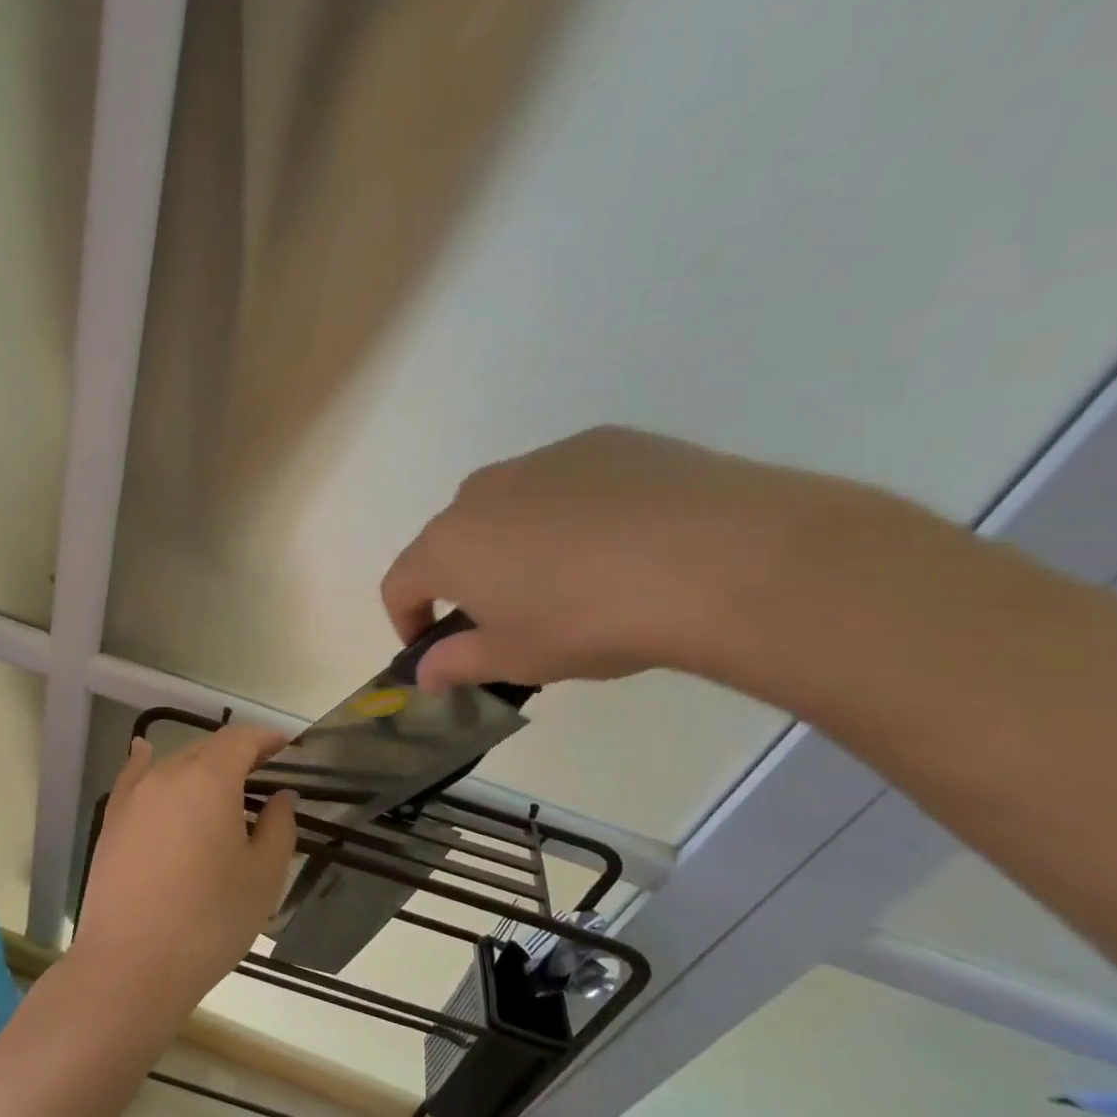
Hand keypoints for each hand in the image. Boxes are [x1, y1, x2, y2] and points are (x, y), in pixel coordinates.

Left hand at [74, 726, 298, 1018]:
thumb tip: (281, 797)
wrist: (130, 966)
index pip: (240, 739)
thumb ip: (278, 826)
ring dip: (201, 768)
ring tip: (221, 789)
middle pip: (206, 749)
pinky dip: (147, 763)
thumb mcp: (262, 877)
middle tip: (263, 776)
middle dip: (237, 755)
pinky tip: (145, 753)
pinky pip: (134, 778)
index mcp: (208, 780)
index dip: (267, 739)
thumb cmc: (209, 921)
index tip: (288, 748)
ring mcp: (132, 797)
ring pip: (173, 765)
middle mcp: (166, 775)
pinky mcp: (111, 821)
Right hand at [380, 425, 861, 688]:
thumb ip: (458, 663)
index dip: (406, 620)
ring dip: (515, 543)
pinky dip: (570, 512)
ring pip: (508, 506)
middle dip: (464, 578)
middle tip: (507, 618)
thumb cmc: (589, 620)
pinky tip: (620, 543)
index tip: (432, 649)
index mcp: (448, 545)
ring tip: (571, 580)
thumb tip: (424, 674)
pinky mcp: (603, 442)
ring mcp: (543, 459)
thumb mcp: (516, 659)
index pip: (399, 583)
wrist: (716, 557)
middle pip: (452, 539)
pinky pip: (564, 484)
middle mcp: (482, 492)